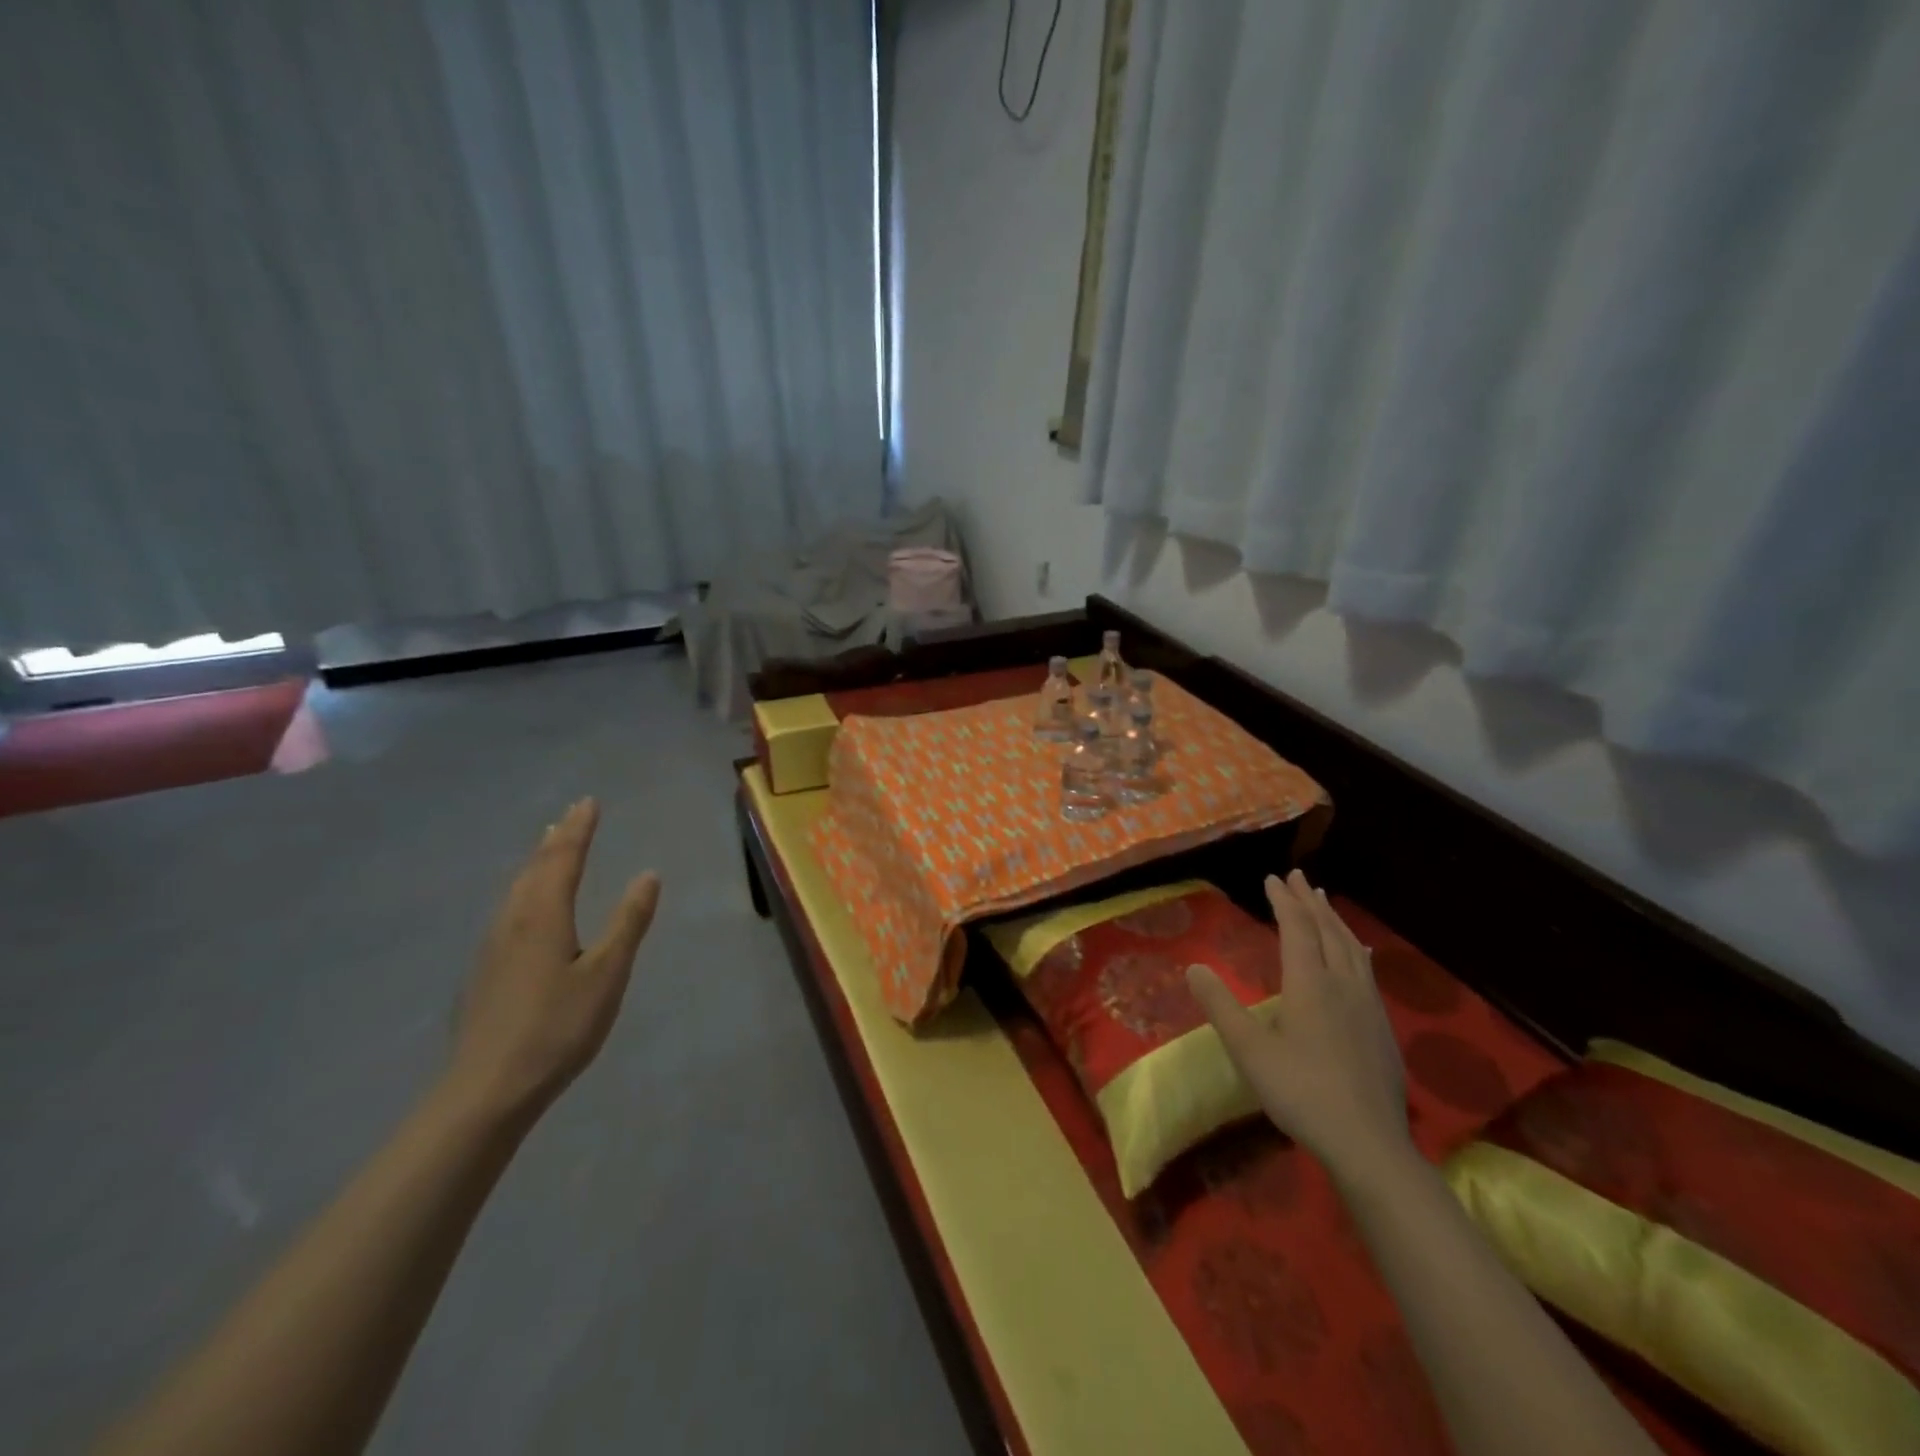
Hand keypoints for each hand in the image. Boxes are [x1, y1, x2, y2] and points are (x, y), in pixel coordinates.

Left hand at [446, 798, 660, 1120]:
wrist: (487, 1089)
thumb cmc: (558, 1027)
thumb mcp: (607, 973)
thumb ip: (628, 922)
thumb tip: (648, 875)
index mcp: (543, 915)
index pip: (563, 858)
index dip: (579, 829)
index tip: (589, 802)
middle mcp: (512, 920)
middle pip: (534, 867)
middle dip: (556, 838)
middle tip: (571, 814)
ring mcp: (491, 946)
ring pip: (516, 888)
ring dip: (536, 861)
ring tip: (547, 846)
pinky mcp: (484, 970)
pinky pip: (508, 909)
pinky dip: (525, 889)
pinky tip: (525, 906)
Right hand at [1187, 870, 1409, 1181]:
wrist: (1369, 1143)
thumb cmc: (1301, 1093)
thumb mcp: (1249, 1051)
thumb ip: (1221, 1006)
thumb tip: (1194, 967)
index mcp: (1309, 984)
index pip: (1296, 929)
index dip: (1283, 901)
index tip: (1272, 878)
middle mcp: (1341, 984)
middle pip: (1326, 931)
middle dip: (1309, 901)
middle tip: (1298, 877)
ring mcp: (1367, 1005)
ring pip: (1350, 947)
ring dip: (1334, 920)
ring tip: (1324, 901)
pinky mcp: (1381, 1026)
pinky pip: (1366, 969)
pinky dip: (1354, 948)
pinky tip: (1358, 954)